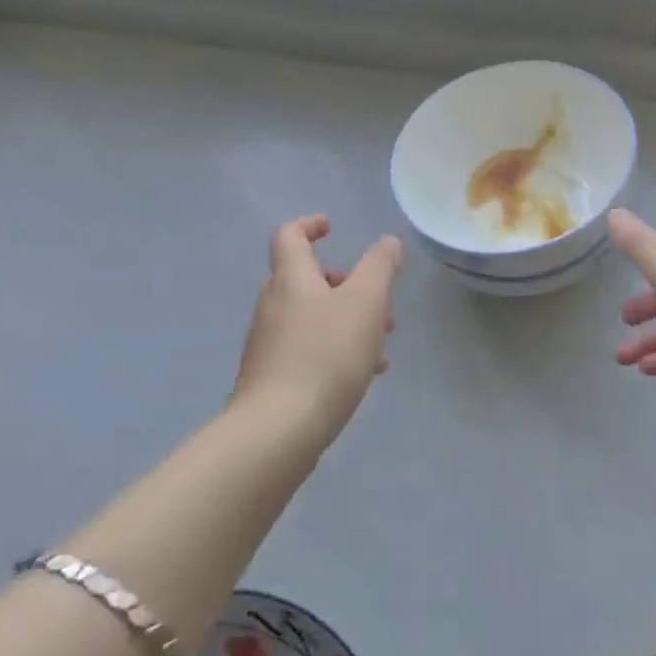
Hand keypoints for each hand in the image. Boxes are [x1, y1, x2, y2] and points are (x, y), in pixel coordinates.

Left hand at [232, 215, 403, 447]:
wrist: (277, 431)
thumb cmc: (326, 355)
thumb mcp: (366, 303)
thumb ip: (380, 267)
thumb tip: (388, 242)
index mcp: (291, 280)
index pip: (289, 236)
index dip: (310, 225)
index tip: (332, 227)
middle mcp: (273, 306)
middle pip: (303, 279)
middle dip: (343, 282)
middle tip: (376, 298)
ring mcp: (268, 344)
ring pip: (310, 317)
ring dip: (345, 318)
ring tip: (382, 341)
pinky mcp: (271, 379)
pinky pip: (307, 349)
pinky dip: (336, 349)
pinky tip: (366, 373)